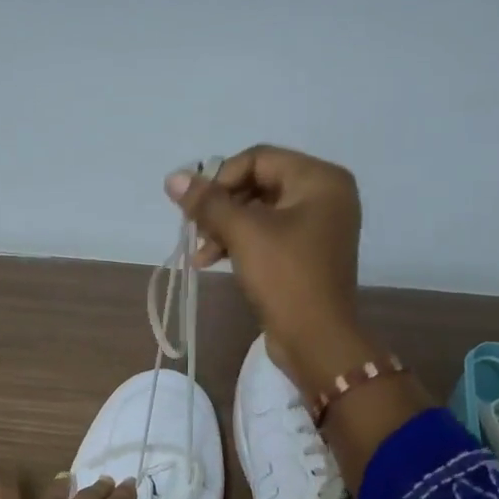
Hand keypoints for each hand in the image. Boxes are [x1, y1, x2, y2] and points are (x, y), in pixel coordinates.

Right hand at [166, 145, 369, 391]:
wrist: (316, 340)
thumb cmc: (285, 277)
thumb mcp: (243, 234)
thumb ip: (207, 202)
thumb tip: (172, 178)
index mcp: (320, 179)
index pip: (258, 158)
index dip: (220, 178)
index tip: (195, 208)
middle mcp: (325, 195)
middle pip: (258, 183)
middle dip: (221, 207)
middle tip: (195, 231)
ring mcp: (318, 226)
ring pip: (259, 211)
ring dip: (225, 228)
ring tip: (200, 254)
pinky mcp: (307, 253)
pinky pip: (268, 234)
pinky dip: (240, 243)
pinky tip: (213, 260)